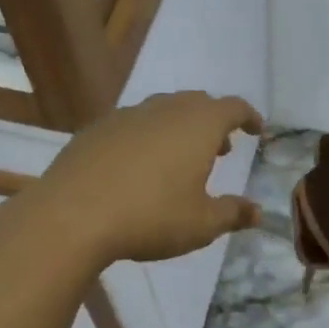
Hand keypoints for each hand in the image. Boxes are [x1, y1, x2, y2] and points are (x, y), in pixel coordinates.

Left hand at [22, 91, 263, 266]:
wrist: (71, 216)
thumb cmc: (150, 217)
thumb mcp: (201, 224)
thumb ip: (232, 213)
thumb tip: (257, 212)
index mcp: (198, 125)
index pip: (233, 108)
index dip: (249, 117)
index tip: (257, 130)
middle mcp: (164, 110)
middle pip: (197, 103)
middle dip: (214, 122)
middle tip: (222, 149)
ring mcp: (126, 116)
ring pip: (163, 110)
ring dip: (180, 127)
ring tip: (181, 159)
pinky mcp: (96, 129)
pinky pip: (133, 124)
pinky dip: (147, 137)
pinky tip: (139, 166)